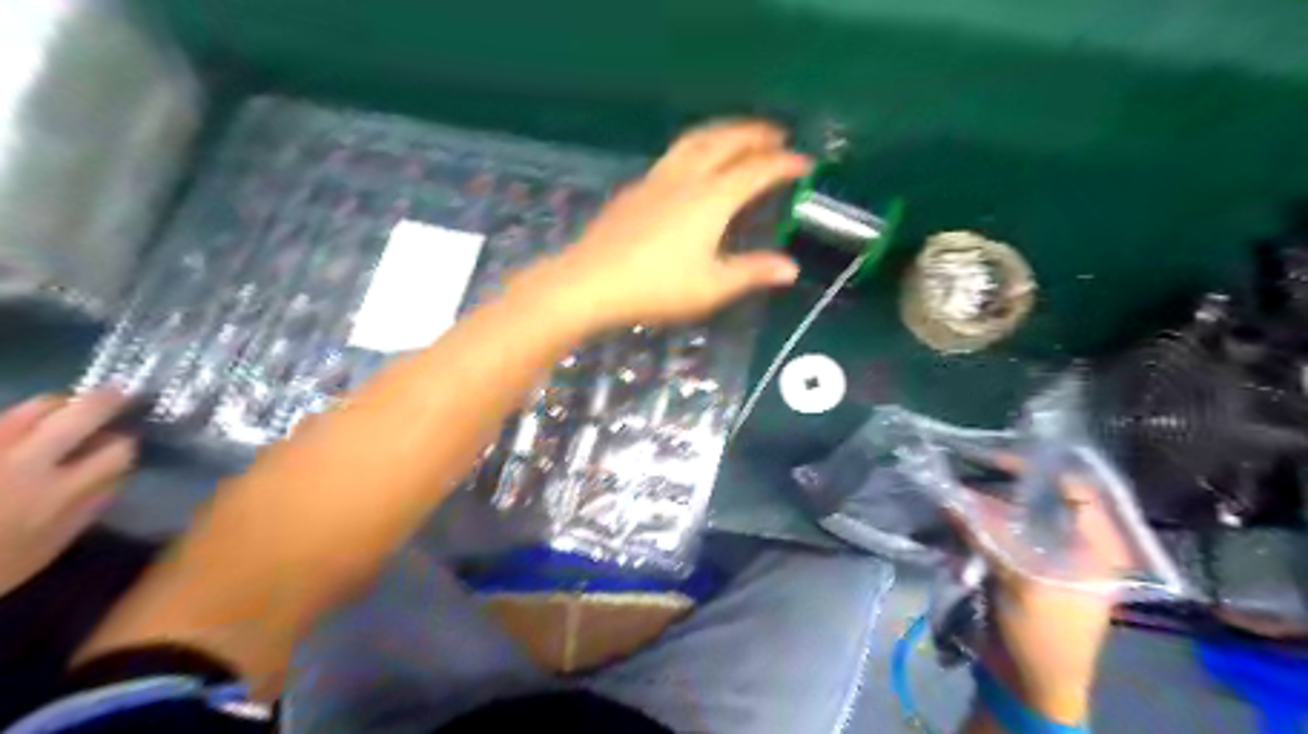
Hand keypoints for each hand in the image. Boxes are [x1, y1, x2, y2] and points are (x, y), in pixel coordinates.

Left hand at [0, 391, 138, 597]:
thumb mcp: (43, 551)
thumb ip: (83, 512)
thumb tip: (114, 481)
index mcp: (56, 490)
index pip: (116, 450)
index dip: (125, 444)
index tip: (126, 442)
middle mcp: (26, 461)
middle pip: (81, 413)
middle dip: (106, 401)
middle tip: (117, 394)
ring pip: (33, 408)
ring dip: (55, 405)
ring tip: (60, 408)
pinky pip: (0, 422)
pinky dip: (13, 421)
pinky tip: (16, 428)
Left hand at [540, 118, 809, 327]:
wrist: (590, 282)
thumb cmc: (656, 288)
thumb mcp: (712, 287)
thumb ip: (752, 272)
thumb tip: (790, 268)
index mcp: (712, 199)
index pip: (756, 170)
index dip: (784, 163)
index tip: (805, 163)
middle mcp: (687, 178)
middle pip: (725, 141)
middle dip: (755, 133)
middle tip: (777, 133)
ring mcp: (656, 179)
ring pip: (695, 140)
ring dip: (723, 130)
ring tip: (738, 134)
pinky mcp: (635, 189)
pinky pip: (673, 154)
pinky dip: (696, 147)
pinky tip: (692, 164)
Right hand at [959, 465, 1130, 721]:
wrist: (1031, 685)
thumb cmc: (1043, 634)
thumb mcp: (1019, 579)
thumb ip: (985, 531)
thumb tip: (947, 493)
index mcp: (1097, 546)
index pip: (1075, 488)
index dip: (1038, 468)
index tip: (993, 458)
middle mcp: (1077, 545)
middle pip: (1041, 500)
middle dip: (1003, 485)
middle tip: (967, 468)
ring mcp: (1049, 556)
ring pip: (1017, 517)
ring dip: (986, 506)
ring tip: (954, 492)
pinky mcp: (1023, 567)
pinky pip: (1002, 535)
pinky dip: (980, 526)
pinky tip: (956, 519)